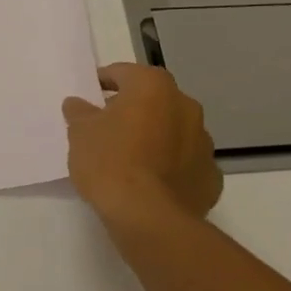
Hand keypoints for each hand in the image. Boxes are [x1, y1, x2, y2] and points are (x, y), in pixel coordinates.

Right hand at [62, 63, 221, 227]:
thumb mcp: (80, 133)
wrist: (148, 217)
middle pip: (153, 100)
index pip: (123, 73)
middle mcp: (185, 105)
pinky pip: (186, 163)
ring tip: (131, 159)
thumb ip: (80, 112)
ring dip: (156, 137)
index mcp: (153, 86)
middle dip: (133, 110)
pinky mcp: (211, 176)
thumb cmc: (110, 162)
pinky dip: (172, 167)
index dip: (104, 83)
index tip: (90, 97)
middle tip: (108, 129)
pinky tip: (153, 183)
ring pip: (173, 131)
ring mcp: (204, 142)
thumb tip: (78, 104)